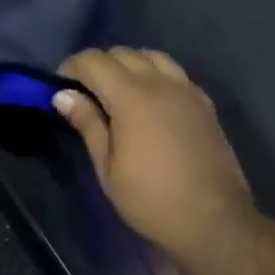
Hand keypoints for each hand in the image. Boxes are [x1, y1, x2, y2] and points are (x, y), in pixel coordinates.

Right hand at [56, 48, 257, 260]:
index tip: (60, 88)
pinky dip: (155, 74)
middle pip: (122, 53)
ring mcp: (187, 90)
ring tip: (119, 92)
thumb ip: (88, 124)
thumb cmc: (151, 200)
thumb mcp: (108, 169)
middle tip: (86, 93)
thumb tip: (63, 95)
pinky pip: (174, 72)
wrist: (214, 221)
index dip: (71, 67)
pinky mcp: (204, 102)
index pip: (94, 61)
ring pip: (151, 56)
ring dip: (129, 64)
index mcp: (132, 97)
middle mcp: (160, 83)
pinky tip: (151, 101)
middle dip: (98, 65)